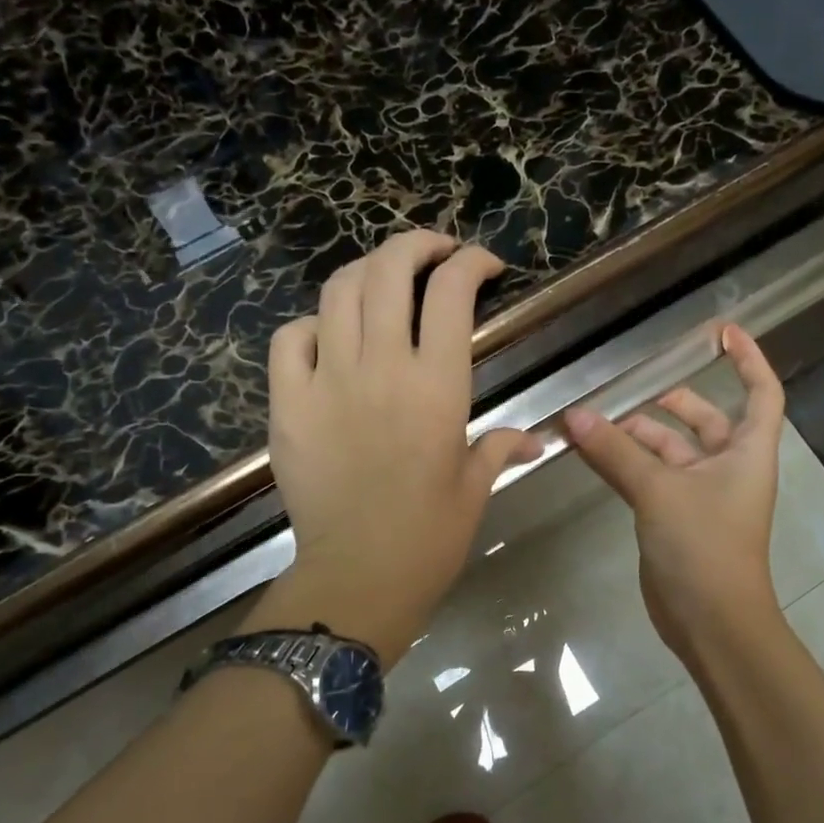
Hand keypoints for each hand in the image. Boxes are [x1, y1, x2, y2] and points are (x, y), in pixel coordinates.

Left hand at [253, 231, 537, 665]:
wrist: (357, 577)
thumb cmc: (428, 538)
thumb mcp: (474, 489)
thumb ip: (501, 448)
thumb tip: (535, 440)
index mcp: (438, 387)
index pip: (452, 292)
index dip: (471, 262)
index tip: (485, 266)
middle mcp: (382, 367)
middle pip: (389, 270)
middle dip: (416, 245)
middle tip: (435, 253)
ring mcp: (327, 381)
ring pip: (338, 292)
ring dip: (366, 271)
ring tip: (385, 280)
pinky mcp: (288, 404)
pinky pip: (290, 338)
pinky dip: (311, 324)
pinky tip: (329, 336)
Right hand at [564, 326, 783, 662]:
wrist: (711, 621)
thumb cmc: (704, 546)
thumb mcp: (659, 491)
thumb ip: (616, 452)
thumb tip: (574, 417)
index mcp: (748, 452)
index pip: (761, 392)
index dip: (748, 359)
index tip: (723, 332)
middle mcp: (730, 468)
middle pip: (708, 421)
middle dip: (674, 404)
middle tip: (635, 391)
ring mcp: (703, 496)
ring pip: (672, 452)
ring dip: (639, 437)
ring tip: (596, 424)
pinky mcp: (677, 520)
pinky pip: (652, 480)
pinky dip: (628, 466)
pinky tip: (595, 455)